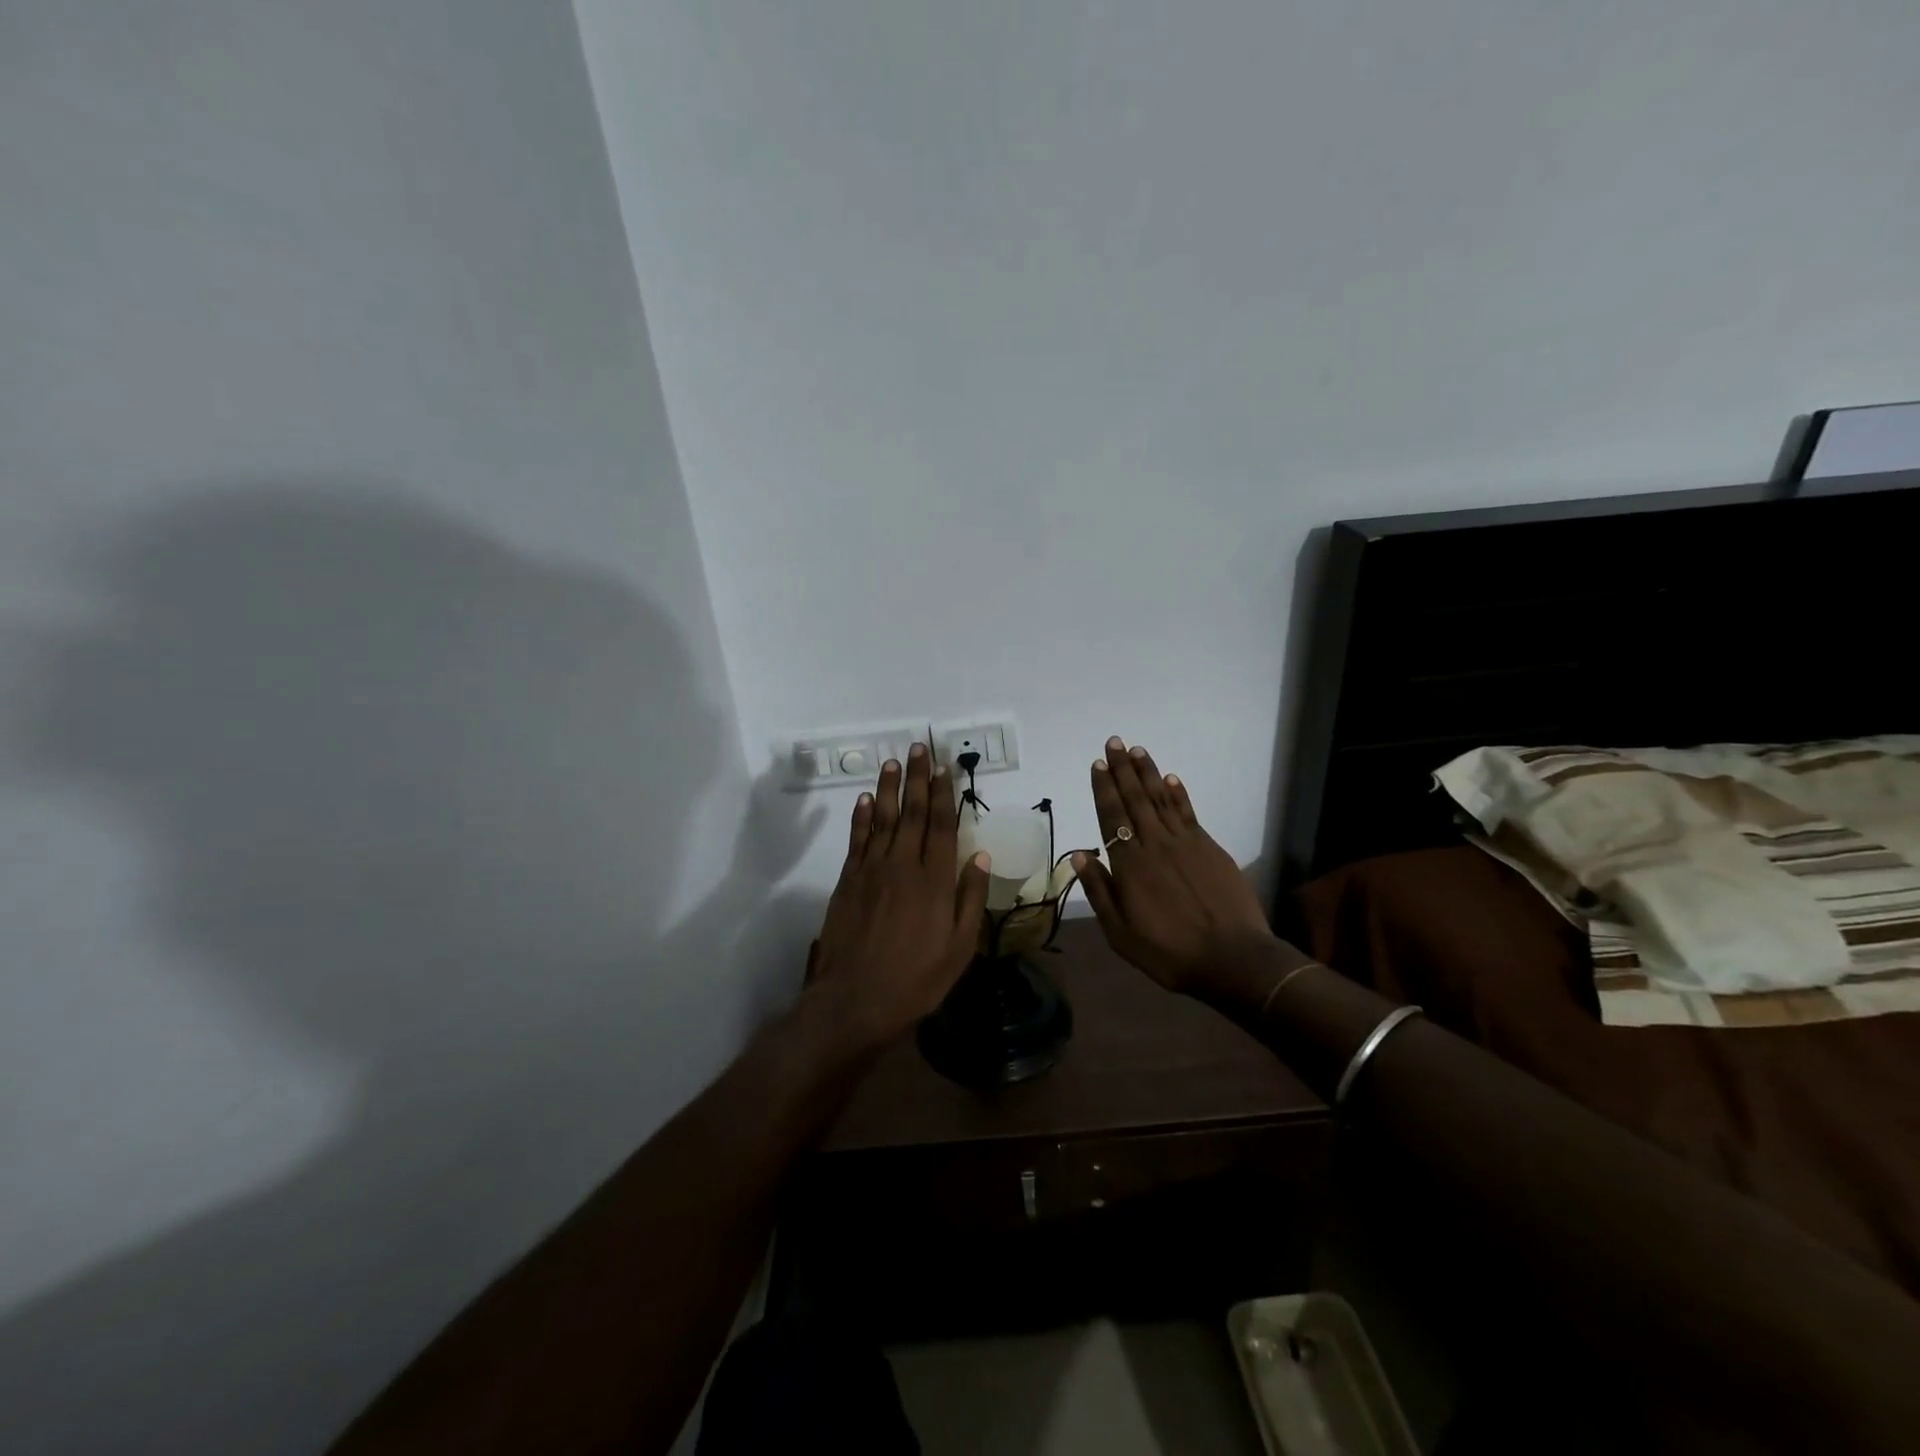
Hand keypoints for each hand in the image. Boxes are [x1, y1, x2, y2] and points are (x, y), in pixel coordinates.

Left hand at [805, 745, 991, 1048]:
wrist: (856, 998)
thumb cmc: (917, 978)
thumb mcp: (960, 947)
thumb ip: (970, 898)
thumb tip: (980, 856)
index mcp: (936, 880)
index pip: (942, 825)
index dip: (945, 794)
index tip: (945, 768)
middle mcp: (904, 865)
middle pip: (913, 813)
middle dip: (918, 779)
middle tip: (919, 748)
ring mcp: (872, 870)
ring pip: (882, 818)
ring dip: (888, 788)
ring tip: (893, 762)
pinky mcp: (848, 880)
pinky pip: (857, 839)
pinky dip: (860, 817)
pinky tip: (863, 799)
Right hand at [1073, 737, 1275, 997]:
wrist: (1233, 959)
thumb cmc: (1169, 953)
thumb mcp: (1120, 933)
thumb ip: (1100, 891)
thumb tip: (1080, 855)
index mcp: (1130, 865)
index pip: (1112, 817)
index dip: (1104, 789)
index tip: (1098, 765)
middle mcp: (1155, 845)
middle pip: (1135, 800)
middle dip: (1122, 770)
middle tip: (1114, 742)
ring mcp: (1185, 843)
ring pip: (1161, 799)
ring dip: (1148, 773)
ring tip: (1137, 750)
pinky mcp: (1210, 848)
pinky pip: (1188, 813)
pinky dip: (1178, 793)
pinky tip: (1170, 779)